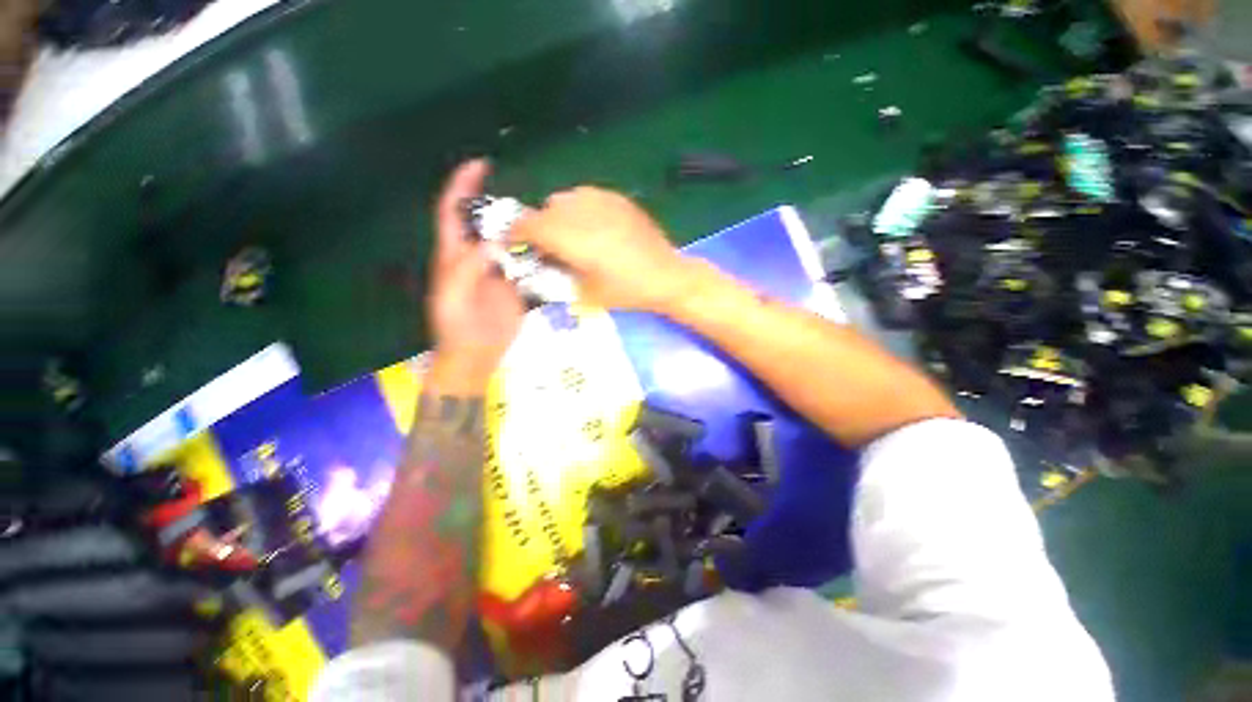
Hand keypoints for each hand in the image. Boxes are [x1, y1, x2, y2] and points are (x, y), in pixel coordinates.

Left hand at [427, 160, 524, 388]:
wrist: (476, 356)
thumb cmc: (456, 327)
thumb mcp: (454, 296)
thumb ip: (469, 268)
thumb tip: (494, 241)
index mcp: (454, 255)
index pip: (453, 212)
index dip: (462, 186)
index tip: (480, 165)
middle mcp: (478, 257)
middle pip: (487, 222)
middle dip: (500, 202)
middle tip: (526, 192)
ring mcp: (500, 271)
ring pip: (511, 242)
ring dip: (524, 228)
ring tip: (544, 216)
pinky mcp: (518, 286)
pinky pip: (528, 265)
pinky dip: (539, 254)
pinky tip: (553, 247)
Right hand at [511, 187, 690, 311]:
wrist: (666, 276)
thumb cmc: (627, 291)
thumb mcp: (587, 294)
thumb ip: (560, 274)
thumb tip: (545, 261)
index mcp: (573, 238)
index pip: (531, 225)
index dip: (517, 233)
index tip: (515, 243)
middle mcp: (584, 213)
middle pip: (546, 209)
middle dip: (539, 225)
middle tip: (545, 245)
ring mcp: (603, 201)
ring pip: (566, 198)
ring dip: (559, 214)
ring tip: (570, 234)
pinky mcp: (619, 199)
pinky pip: (587, 196)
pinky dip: (580, 208)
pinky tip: (591, 226)